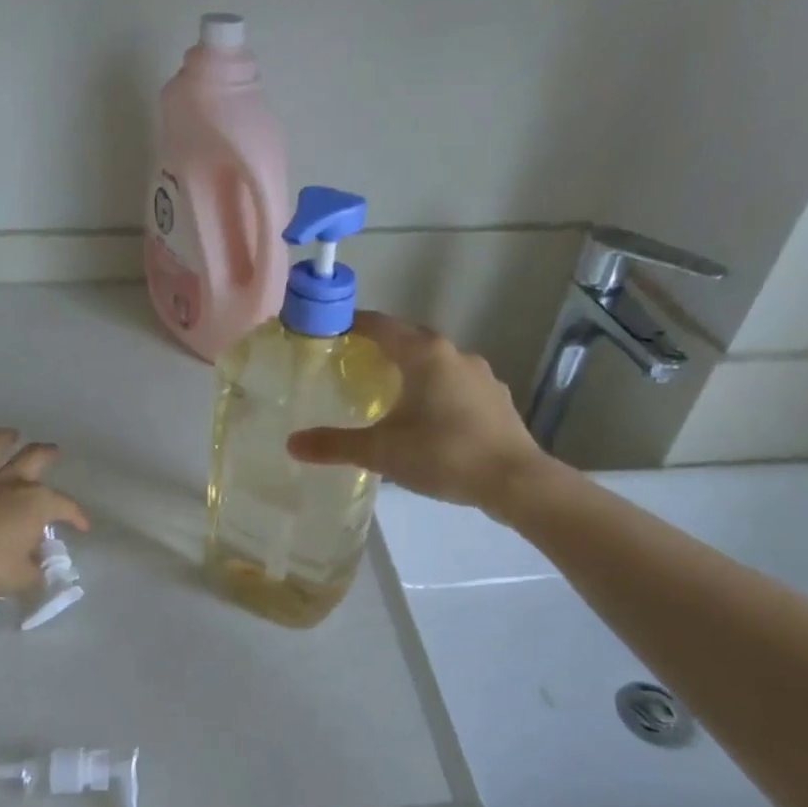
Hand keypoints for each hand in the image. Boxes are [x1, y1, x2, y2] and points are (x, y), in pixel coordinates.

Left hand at [0, 428, 88, 596]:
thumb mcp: (21, 578)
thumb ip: (34, 572)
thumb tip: (38, 570)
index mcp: (35, 503)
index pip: (64, 505)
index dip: (77, 516)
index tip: (83, 526)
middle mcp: (9, 483)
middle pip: (33, 457)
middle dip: (47, 453)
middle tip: (53, 451)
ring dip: (3, 438)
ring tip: (11, 434)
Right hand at [287, 312, 560, 518]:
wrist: (516, 481)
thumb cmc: (444, 455)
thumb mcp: (382, 452)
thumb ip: (335, 445)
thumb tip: (291, 443)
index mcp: (424, 354)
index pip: (381, 325)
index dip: (353, 324)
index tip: (330, 331)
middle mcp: (454, 354)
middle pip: (409, 339)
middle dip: (381, 346)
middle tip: (353, 363)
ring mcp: (481, 375)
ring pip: (436, 362)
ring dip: (412, 368)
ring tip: (389, 392)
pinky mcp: (496, 398)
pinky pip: (456, 383)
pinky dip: (436, 390)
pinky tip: (429, 417)